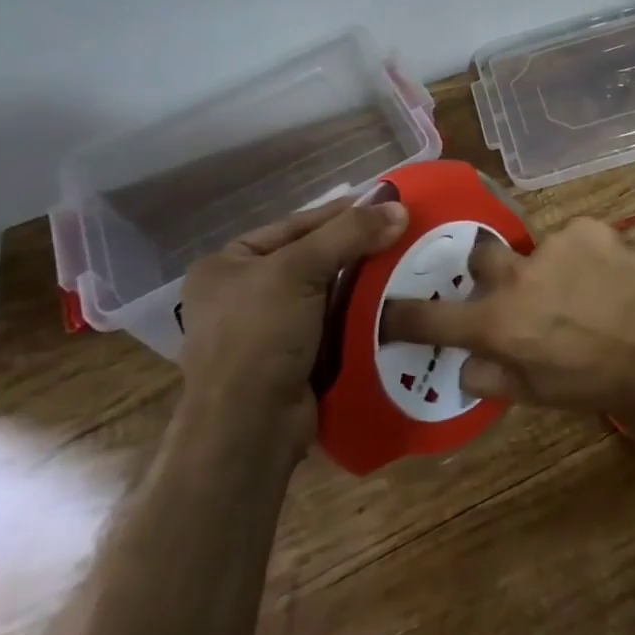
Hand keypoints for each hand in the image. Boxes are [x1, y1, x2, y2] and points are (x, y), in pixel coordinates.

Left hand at [179, 198, 407, 433]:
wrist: (248, 430)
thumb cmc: (258, 337)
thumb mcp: (299, 271)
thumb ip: (349, 234)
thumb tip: (399, 209)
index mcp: (227, 264)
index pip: (296, 224)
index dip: (343, 212)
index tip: (388, 204)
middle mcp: (241, 293)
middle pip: (313, 257)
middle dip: (357, 249)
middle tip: (403, 235)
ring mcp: (266, 330)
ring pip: (327, 292)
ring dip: (363, 283)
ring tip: (407, 265)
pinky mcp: (291, 359)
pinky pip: (333, 324)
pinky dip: (360, 314)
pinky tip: (393, 304)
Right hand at [377, 217, 634, 414]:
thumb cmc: (601, 381)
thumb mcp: (540, 396)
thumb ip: (493, 377)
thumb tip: (465, 363)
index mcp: (498, 324)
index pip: (431, 317)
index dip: (403, 315)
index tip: (389, 309)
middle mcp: (516, 277)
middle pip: (479, 257)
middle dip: (488, 271)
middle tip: (515, 290)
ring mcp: (552, 245)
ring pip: (533, 249)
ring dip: (545, 268)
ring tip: (580, 291)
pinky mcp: (587, 227)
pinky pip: (571, 238)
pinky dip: (580, 255)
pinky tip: (605, 275)